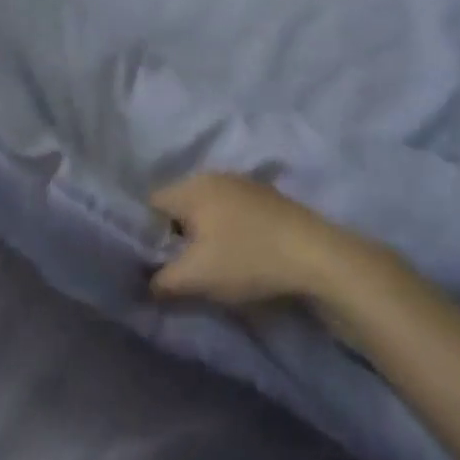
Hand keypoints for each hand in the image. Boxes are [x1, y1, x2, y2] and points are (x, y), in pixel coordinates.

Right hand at [148, 173, 386, 306]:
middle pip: (178, 206)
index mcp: (192, 186)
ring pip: (206, 211)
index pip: (149, 205)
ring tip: (207, 268)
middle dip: (173, 237)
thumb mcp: (193, 278)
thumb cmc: (247, 259)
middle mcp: (215, 176)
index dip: (142, 236)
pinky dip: (225, 233)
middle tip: (176, 270)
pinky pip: (230, 214)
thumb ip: (158, 281)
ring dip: (201, 237)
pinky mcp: (267, 199)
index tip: (150, 265)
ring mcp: (244, 184)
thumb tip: (145, 284)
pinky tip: (236, 257)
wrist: (316, 256)